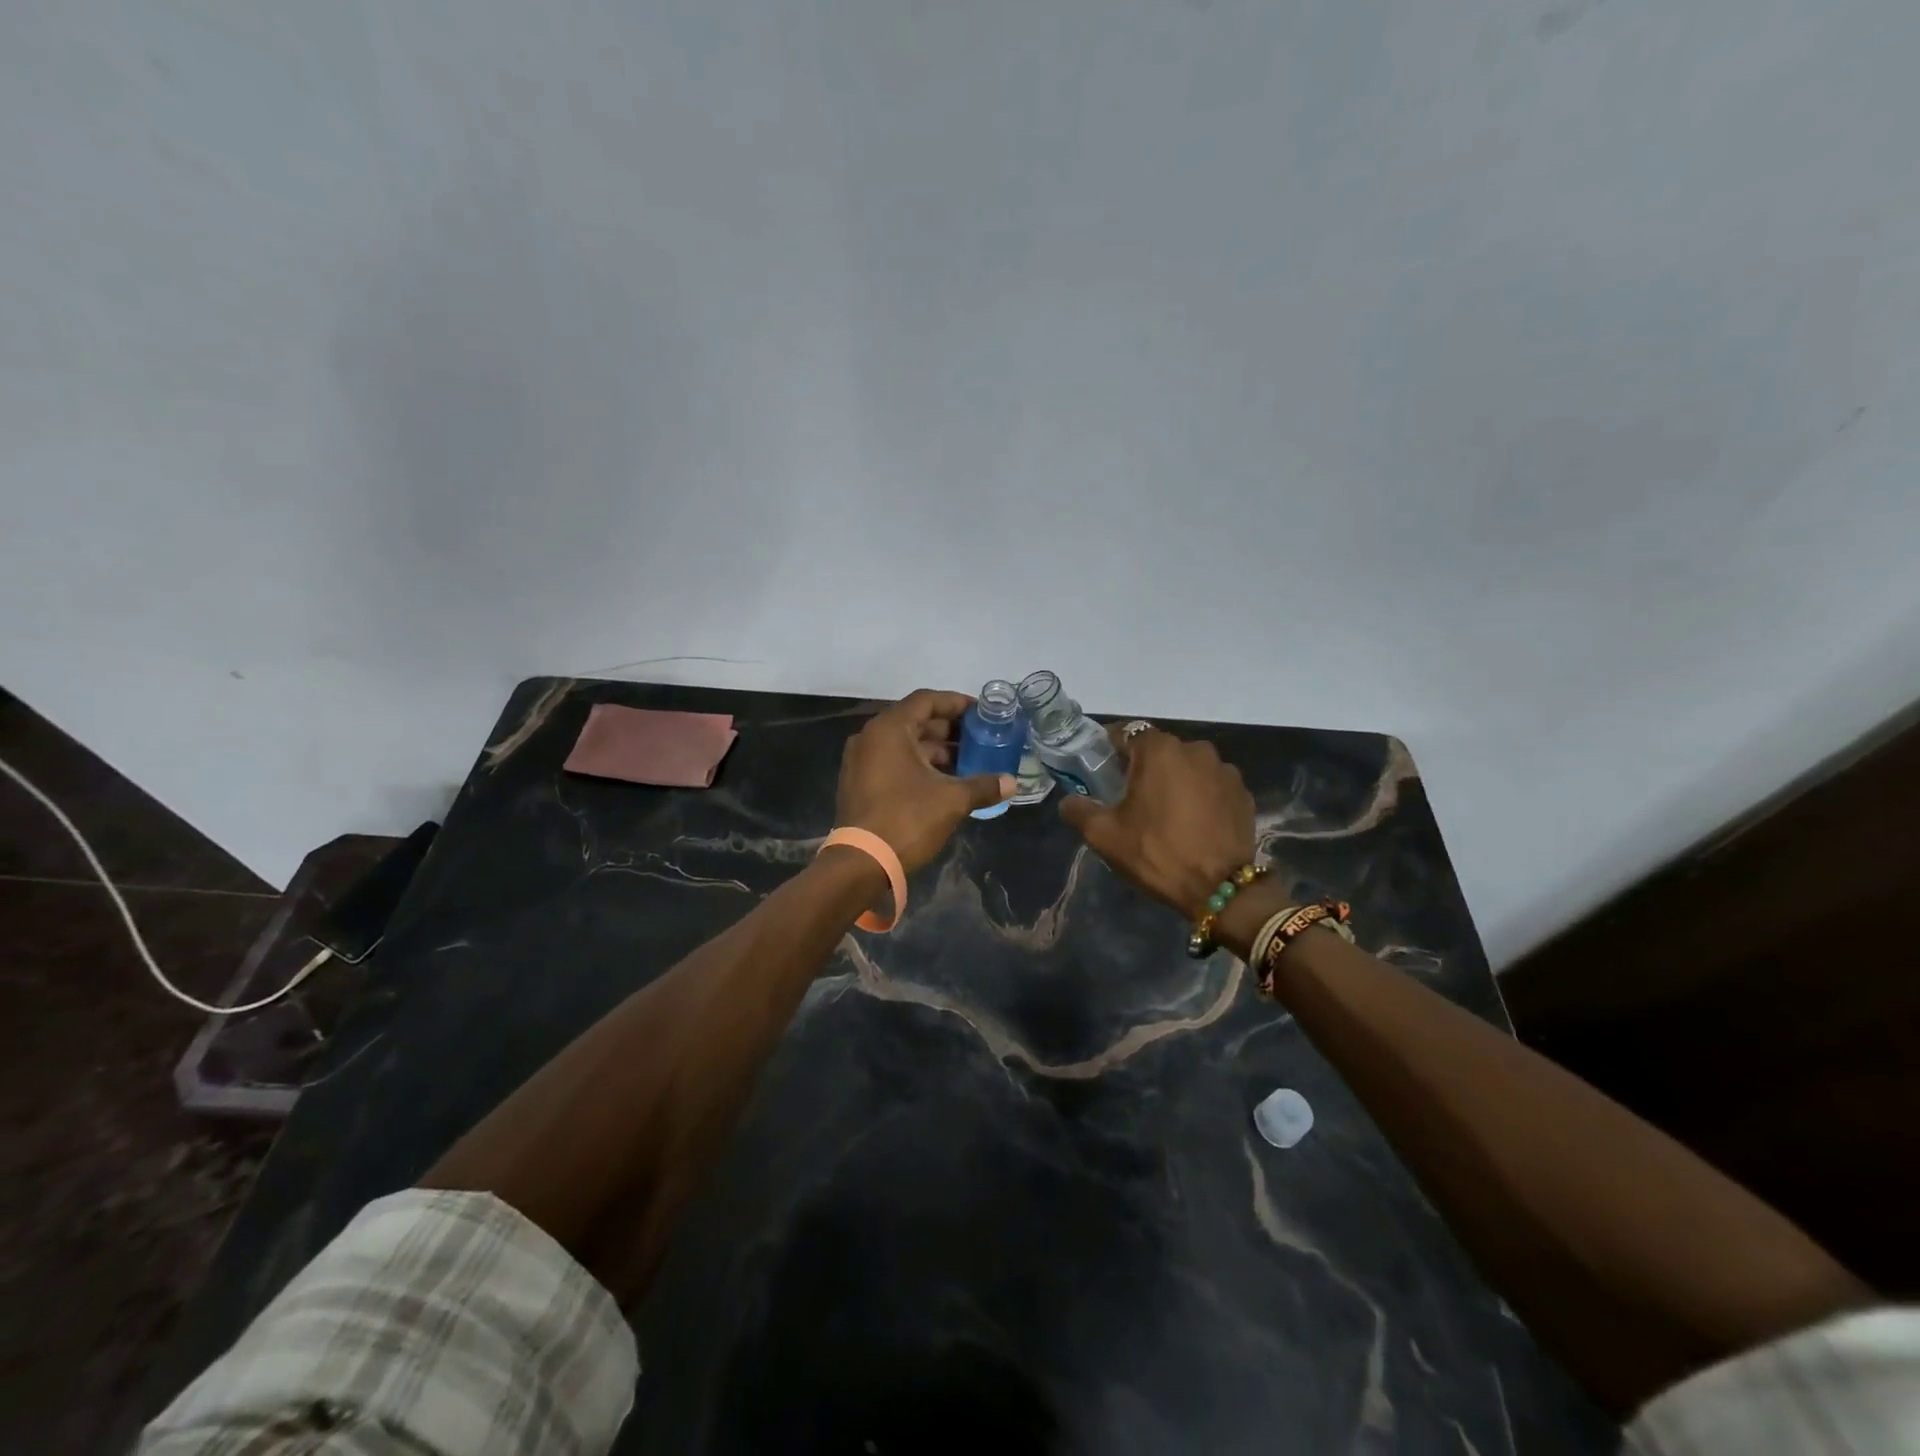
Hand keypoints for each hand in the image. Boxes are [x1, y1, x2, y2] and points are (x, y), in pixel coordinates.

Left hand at [836, 690, 1015, 871]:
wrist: (861, 863)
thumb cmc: (907, 819)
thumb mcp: (951, 800)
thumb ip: (983, 786)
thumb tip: (1011, 783)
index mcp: (889, 729)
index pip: (926, 700)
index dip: (956, 703)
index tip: (981, 712)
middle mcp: (870, 737)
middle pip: (915, 721)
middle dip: (949, 730)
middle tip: (980, 738)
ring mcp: (861, 761)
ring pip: (905, 745)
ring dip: (936, 751)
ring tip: (968, 762)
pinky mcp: (859, 783)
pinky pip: (893, 762)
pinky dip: (919, 766)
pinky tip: (944, 781)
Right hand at [1059, 728, 1254, 916]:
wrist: (1220, 888)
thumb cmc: (1157, 852)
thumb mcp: (1104, 835)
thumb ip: (1078, 810)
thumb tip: (1068, 801)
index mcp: (1159, 750)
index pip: (1126, 733)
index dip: (1109, 750)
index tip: (1101, 771)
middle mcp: (1195, 749)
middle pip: (1158, 749)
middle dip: (1143, 767)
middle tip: (1129, 797)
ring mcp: (1224, 770)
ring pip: (1187, 766)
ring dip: (1173, 780)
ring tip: (1165, 812)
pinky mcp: (1243, 792)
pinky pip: (1211, 784)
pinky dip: (1199, 795)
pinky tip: (1192, 822)